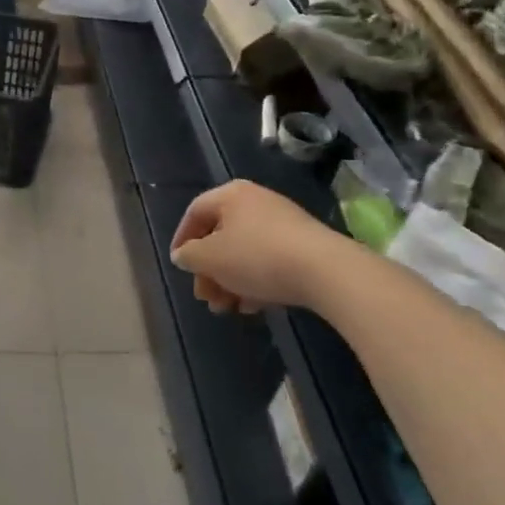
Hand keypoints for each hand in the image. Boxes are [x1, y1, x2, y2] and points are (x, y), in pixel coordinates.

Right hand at [169, 180, 339, 313]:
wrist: (326, 271)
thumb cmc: (256, 257)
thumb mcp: (209, 258)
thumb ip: (188, 256)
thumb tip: (183, 255)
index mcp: (231, 196)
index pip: (194, 212)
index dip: (181, 240)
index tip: (179, 266)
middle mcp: (256, 202)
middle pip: (220, 236)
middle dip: (209, 271)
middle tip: (206, 297)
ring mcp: (283, 223)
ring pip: (244, 252)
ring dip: (230, 281)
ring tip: (228, 308)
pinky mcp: (303, 245)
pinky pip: (268, 261)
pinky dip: (255, 281)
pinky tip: (254, 306)